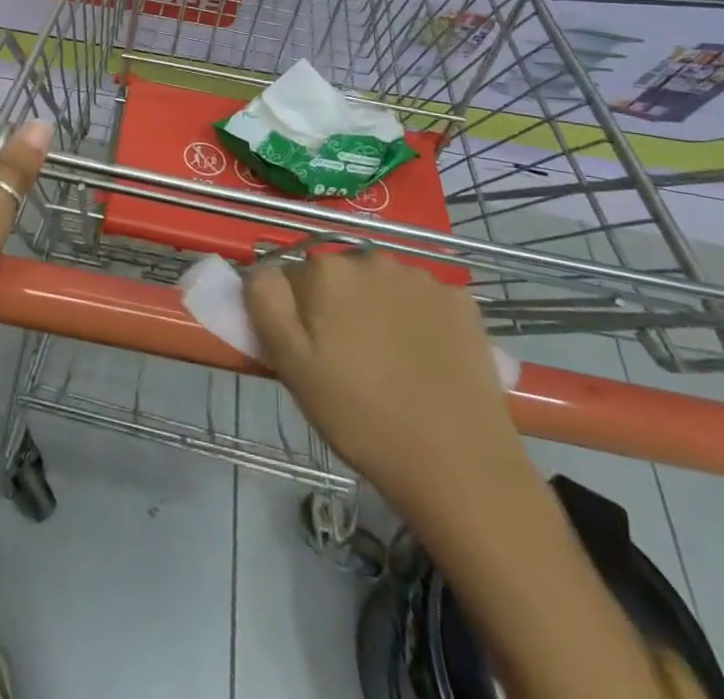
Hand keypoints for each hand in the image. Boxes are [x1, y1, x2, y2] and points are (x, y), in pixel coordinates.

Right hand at [244, 253, 521, 510]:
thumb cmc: (360, 417)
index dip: (298, 315)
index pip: (294, 279)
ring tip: (390, 364)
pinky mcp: (461, 301)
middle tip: (349, 362)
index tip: (312, 353)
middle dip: (339, 307)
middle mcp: (372, 259)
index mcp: (326, 272)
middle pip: (340, 277)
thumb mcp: (291, 365)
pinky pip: (424, 301)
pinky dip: (420, 321)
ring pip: (382, 286)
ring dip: (378, 310)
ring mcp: (421, 278)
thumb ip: (265, 302)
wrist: (457, 464)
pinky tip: (427, 359)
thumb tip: (262, 268)